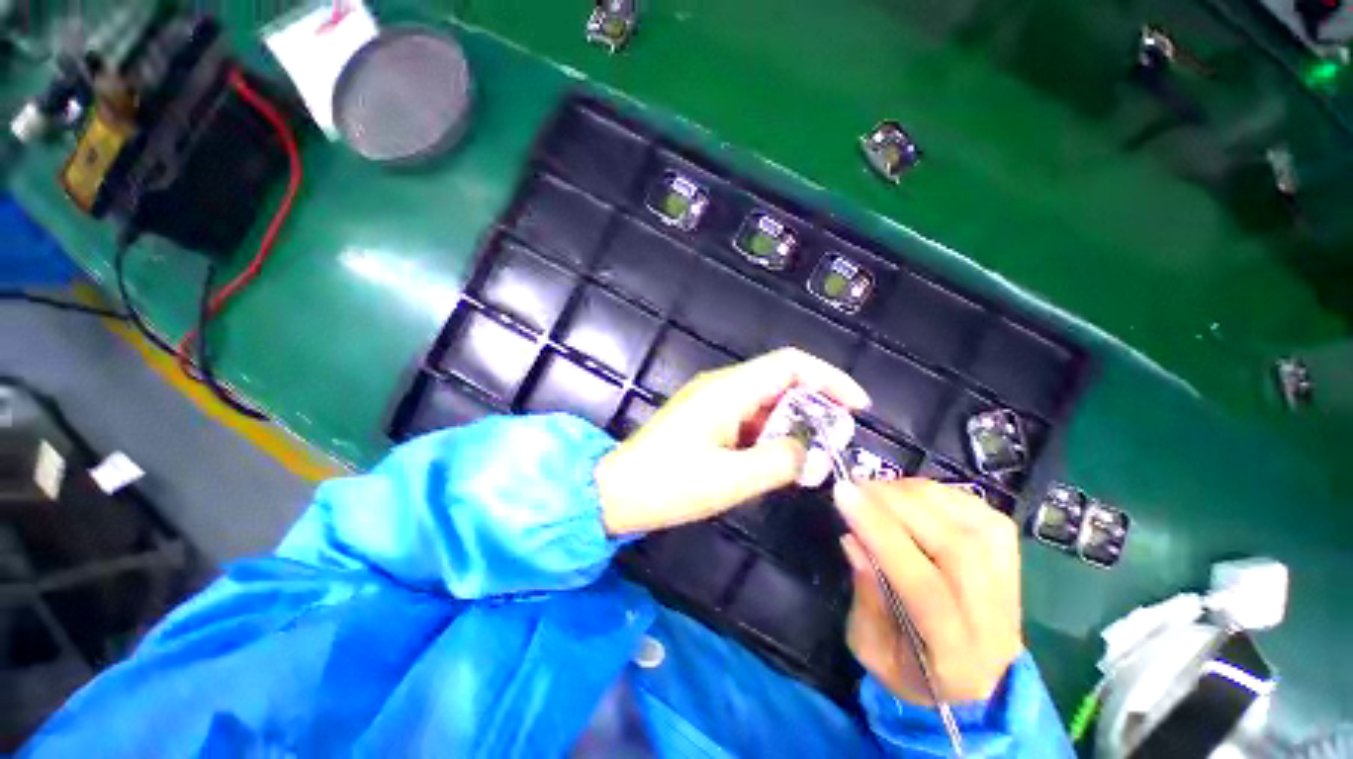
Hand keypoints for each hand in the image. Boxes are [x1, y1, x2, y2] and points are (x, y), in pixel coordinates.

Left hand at [596, 348, 868, 535]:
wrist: (616, 491)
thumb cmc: (668, 484)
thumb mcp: (731, 480)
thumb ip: (779, 462)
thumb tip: (807, 452)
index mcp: (728, 391)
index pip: (790, 364)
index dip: (829, 379)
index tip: (857, 407)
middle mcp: (721, 386)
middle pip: (780, 380)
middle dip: (815, 406)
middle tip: (835, 442)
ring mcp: (711, 401)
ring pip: (766, 401)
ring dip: (792, 424)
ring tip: (809, 458)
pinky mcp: (705, 417)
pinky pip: (748, 417)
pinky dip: (769, 434)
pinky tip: (775, 459)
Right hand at [835, 478, 1022, 703]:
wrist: (973, 679)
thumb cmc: (910, 669)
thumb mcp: (870, 648)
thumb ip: (865, 597)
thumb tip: (853, 538)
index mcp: (956, 658)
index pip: (925, 588)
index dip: (882, 534)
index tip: (843, 496)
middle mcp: (996, 620)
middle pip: (955, 548)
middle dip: (895, 505)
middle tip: (854, 486)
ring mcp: (1011, 581)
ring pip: (968, 522)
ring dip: (912, 494)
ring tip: (874, 490)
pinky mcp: (1010, 553)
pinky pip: (975, 508)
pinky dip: (933, 492)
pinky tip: (905, 495)